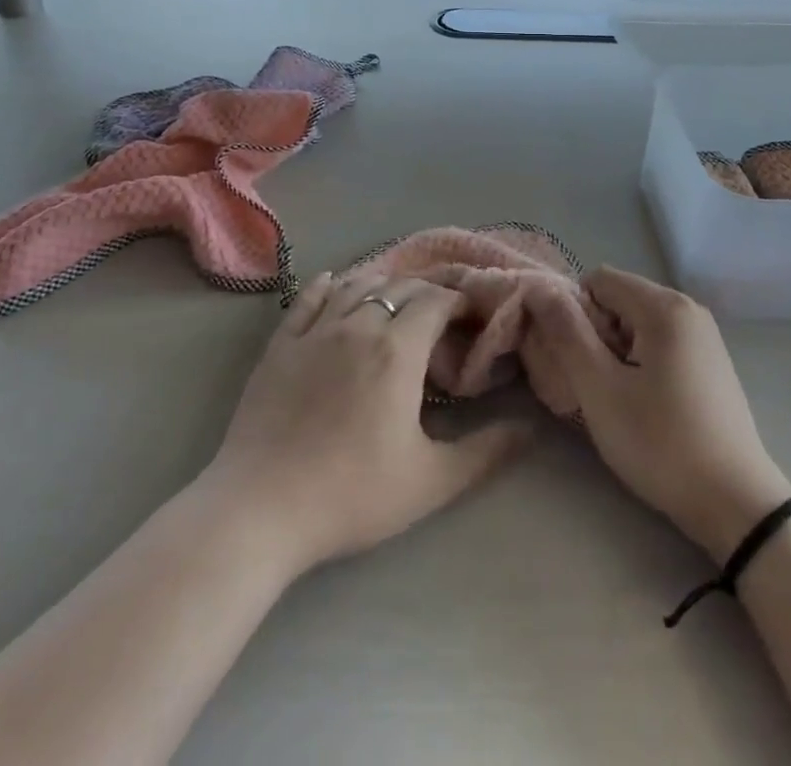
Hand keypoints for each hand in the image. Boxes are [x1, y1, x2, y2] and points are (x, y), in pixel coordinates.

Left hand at [202, 275, 525, 574]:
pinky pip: (307, 299)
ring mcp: (315, 331)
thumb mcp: (430, 481)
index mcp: (398, 350)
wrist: (261, 509)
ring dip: (382, 283)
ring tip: (395, 294)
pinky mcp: (280, 344)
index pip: (436, 302)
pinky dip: (327, 286)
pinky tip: (333, 282)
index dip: (459, 301)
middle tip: (440, 311)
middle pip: (399, 287)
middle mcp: (359, 325)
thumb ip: (485, 452)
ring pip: (355, 285)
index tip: (471, 316)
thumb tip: (529, 427)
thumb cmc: (351, 494)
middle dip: (426, 291)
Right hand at [524, 267, 790, 562]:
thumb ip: (567, 333)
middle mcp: (688, 308)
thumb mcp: (600, 389)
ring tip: (620, 400)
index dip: (576, 314)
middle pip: (619, 300)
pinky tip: (646, 406)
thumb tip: (540, 289)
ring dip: (617, 353)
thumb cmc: (661, 442)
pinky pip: (659, 343)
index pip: (598, 280)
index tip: (579, 361)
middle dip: (597, 335)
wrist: (736, 504)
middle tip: (597, 386)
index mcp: (664, 305)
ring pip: (637, 325)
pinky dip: (641, 364)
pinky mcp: (710, 362)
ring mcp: (704, 335)